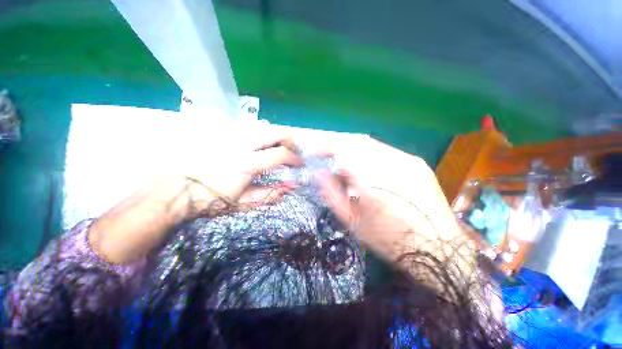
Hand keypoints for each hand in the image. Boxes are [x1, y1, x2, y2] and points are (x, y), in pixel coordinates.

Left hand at [175, 129, 301, 216]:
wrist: (176, 191)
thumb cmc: (210, 201)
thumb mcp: (243, 204)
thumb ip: (269, 195)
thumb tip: (290, 187)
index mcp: (248, 164)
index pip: (281, 154)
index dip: (295, 159)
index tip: (300, 165)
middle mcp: (242, 145)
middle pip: (276, 132)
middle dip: (290, 141)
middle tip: (293, 152)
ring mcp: (231, 136)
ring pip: (263, 126)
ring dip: (276, 137)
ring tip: (279, 148)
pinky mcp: (222, 134)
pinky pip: (249, 128)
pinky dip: (261, 134)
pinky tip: (259, 145)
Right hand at [312, 135, 472, 267]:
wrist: (439, 248)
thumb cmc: (390, 241)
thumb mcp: (353, 223)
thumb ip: (332, 195)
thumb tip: (318, 173)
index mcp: (372, 183)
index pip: (341, 150)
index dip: (323, 147)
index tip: (312, 152)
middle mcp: (391, 164)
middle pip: (355, 141)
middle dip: (335, 144)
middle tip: (325, 154)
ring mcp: (407, 160)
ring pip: (369, 143)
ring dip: (350, 148)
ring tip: (341, 160)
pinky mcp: (416, 162)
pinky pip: (384, 150)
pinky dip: (366, 153)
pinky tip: (364, 165)